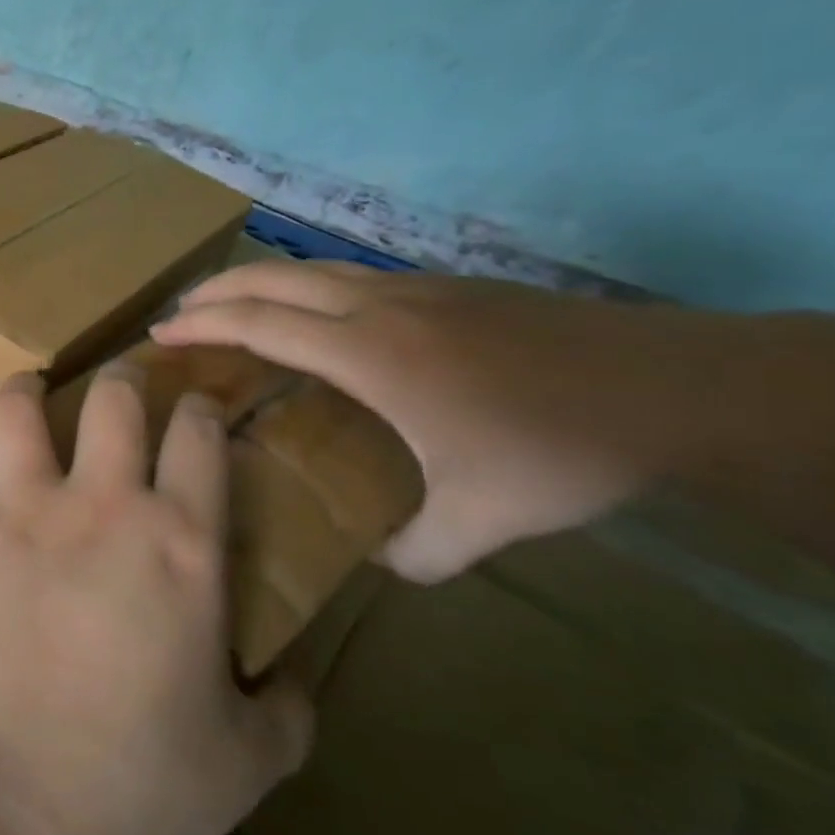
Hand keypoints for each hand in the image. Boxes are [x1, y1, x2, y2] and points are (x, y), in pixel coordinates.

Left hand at [0, 365, 312, 834]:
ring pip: (16, 409)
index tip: (199, 407)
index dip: (202, 408)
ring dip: (25, 393)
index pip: (199, 436)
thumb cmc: (142, 785)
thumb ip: (288, 709)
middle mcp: (99, 505)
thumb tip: (295, 680)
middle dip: (121, 378)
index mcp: (180, 541)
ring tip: (30, 393)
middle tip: (120, 385)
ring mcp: (19, 512)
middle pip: (112, 398)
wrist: (16, 804)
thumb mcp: (250, 758)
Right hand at [150, 260, 737, 581]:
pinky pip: (346, 276)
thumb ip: (417, 551)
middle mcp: (378, 308)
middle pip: (272, 279)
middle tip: (175, 315)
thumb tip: (376, 565)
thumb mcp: (484, 520)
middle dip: (213, 291)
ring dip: (256, 281)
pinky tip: (310, 316)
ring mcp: (413, 289)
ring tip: (226, 304)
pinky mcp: (444, 287)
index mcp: (370, 354)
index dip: (203, 327)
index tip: (160, 336)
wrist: (675, 388)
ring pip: (309, 270)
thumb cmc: (560, 448)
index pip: (261, 325)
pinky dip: (302, 286)